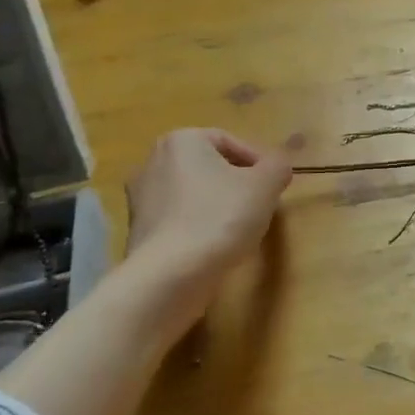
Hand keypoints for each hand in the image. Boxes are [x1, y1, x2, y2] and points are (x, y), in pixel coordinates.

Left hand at [124, 128, 291, 278]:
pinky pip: (177, 217)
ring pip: (192, 192)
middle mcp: (152, 160)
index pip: (230, 141)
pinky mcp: (136, 229)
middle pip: (209, 166)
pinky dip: (196, 224)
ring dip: (216, 204)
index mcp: (182, 140)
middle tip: (259, 204)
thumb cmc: (221, 216)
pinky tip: (212, 244)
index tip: (273, 185)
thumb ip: (279, 165)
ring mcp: (139, 196)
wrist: (170, 273)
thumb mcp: (266, 185)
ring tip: (238, 227)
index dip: (258, 162)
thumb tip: (278, 166)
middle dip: (235, 182)